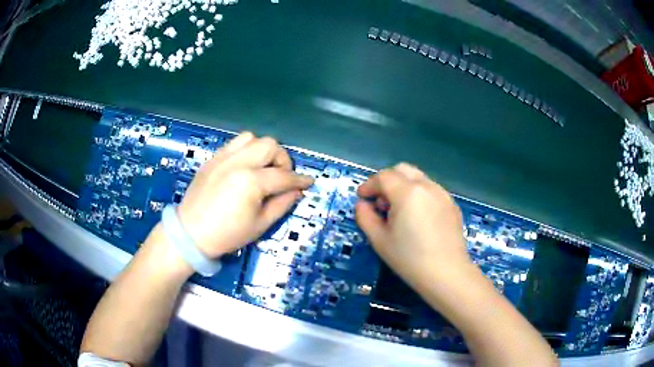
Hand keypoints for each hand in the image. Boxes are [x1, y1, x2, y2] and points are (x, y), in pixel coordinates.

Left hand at [176, 132, 313, 257]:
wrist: (191, 233)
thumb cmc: (227, 235)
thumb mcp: (260, 225)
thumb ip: (282, 204)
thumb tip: (296, 191)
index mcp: (251, 182)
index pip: (283, 176)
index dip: (300, 180)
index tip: (309, 182)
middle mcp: (238, 162)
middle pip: (270, 145)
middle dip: (282, 159)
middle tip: (282, 177)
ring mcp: (223, 157)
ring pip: (252, 138)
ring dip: (263, 150)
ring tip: (262, 168)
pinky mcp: (213, 158)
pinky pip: (234, 143)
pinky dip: (246, 150)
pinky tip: (245, 166)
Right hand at [355, 163, 470, 290]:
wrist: (446, 274)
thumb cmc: (409, 259)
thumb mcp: (379, 240)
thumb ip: (365, 217)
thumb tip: (362, 204)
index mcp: (407, 192)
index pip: (383, 176)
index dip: (369, 185)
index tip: (362, 197)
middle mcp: (427, 186)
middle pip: (402, 170)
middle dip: (387, 180)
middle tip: (381, 202)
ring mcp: (442, 194)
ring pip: (418, 178)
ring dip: (404, 186)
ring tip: (400, 211)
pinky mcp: (452, 204)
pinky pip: (431, 190)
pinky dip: (419, 195)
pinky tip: (418, 218)